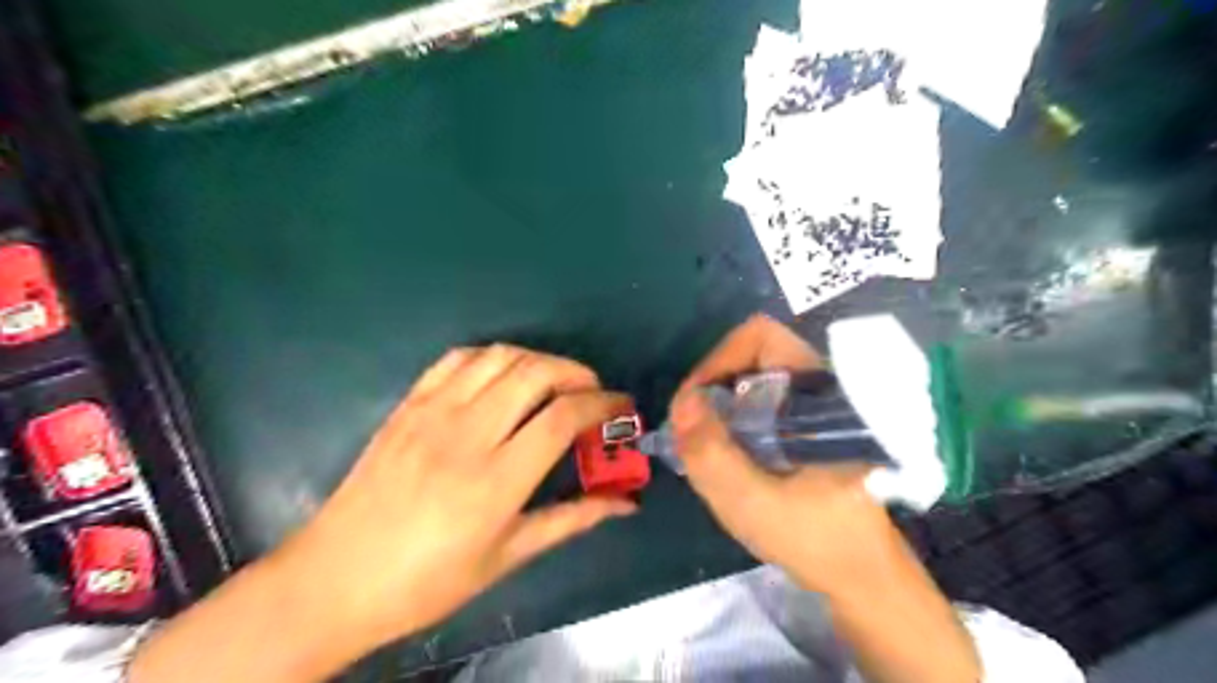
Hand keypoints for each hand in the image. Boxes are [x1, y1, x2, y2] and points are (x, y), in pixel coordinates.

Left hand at [131, 347, 636, 682]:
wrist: (334, 579)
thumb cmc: (427, 581)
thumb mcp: (508, 557)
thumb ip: (571, 520)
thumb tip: (626, 504)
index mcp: (496, 480)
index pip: (563, 417)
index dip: (602, 404)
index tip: (621, 407)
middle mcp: (467, 433)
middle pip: (536, 372)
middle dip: (577, 372)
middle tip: (592, 392)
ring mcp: (432, 412)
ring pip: (500, 356)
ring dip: (538, 360)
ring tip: (554, 382)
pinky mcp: (408, 404)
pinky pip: (458, 359)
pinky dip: (493, 357)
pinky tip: (503, 377)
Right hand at [669, 317, 982, 682]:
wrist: (861, 575)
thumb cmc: (816, 540)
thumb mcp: (752, 503)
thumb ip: (712, 453)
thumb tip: (682, 401)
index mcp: (819, 394)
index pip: (761, 337)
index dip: (718, 359)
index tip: (695, 404)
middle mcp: (819, 387)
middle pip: (752, 355)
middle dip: (713, 386)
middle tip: (693, 429)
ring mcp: (814, 405)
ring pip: (754, 379)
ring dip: (721, 405)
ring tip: (706, 446)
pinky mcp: (807, 424)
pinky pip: (759, 401)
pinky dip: (734, 419)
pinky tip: (728, 456)